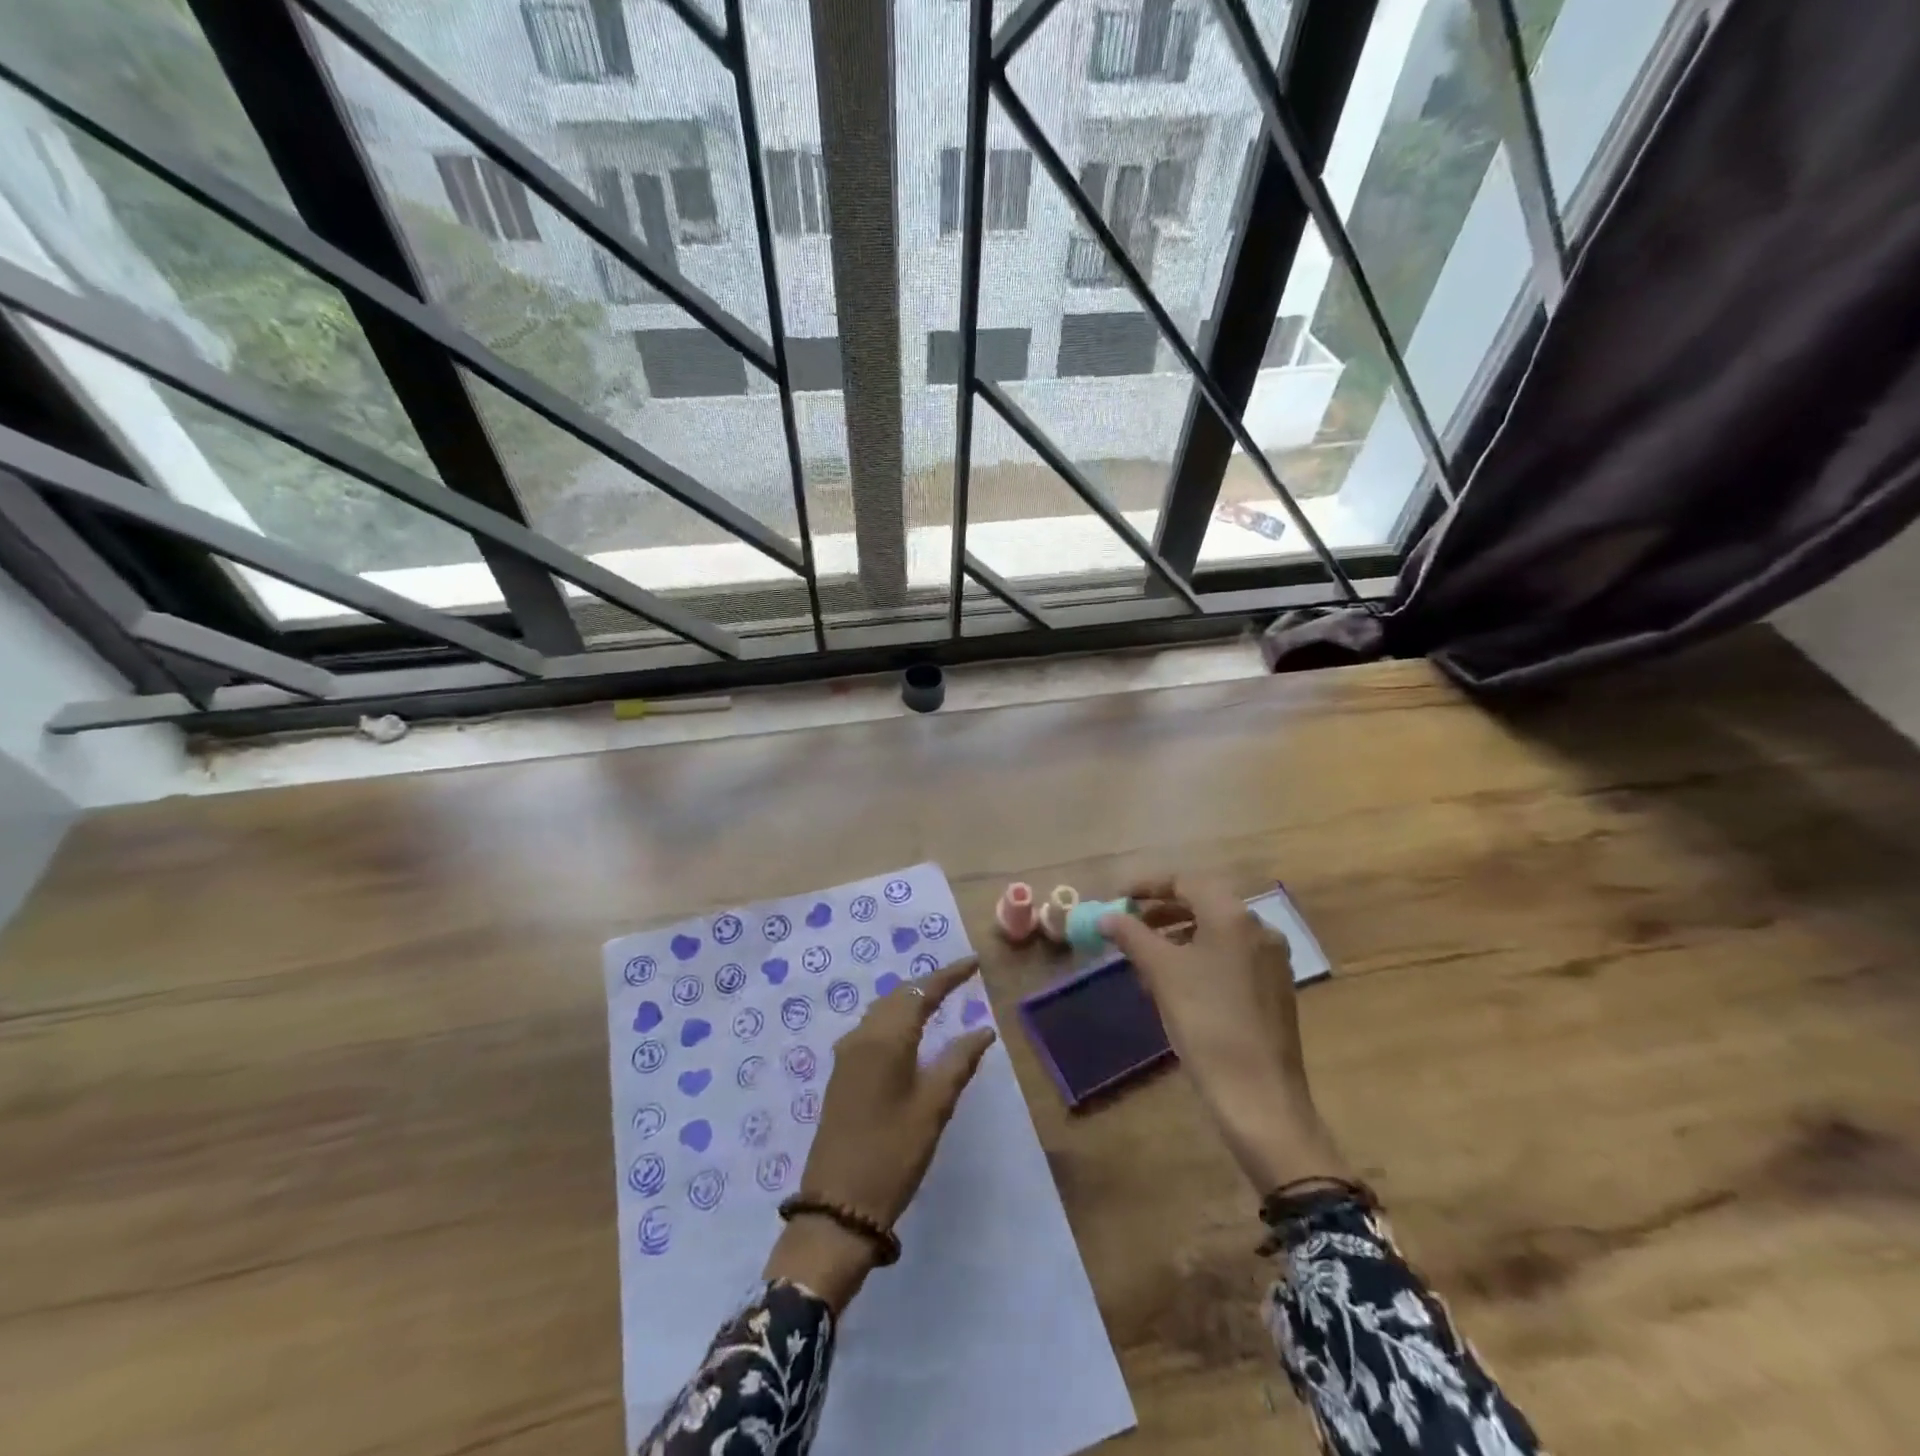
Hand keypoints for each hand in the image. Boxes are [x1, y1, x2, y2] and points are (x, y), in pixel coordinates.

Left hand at [764, 957, 997, 1308]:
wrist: (837, 1206)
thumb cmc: (893, 1153)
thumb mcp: (934, 1107)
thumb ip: (958, 1062)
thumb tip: (982, 1031)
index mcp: (886, 1038)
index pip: (922, 991)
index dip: (949, 975)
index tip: (974, 962)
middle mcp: (862, 1036)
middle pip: (899, 995)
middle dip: (929, 984)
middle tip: (960, 979)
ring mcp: (847, 1055)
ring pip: (883, 1010)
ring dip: (910, 1000)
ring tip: (939, 999)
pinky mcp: (842, 1074)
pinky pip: (872, 1029)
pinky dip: (895, 1019)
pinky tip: (909, 1032)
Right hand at [1100, 876, 1350, 1195]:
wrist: (1259, 1096)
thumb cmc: (1206, 1023)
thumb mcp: (1161, 973)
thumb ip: (1132, 935)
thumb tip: (1106, 915)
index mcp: (1233, 916)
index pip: (1186, 881)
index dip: (1147, 886)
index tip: (1118, 899)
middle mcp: (1259, 928)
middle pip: (1204, 903)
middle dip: (1162, 911)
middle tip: (1129, 925)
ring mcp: (1271, 960)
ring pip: (1217, 932)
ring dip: (1179, 935)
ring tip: (1146, 957)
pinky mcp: (1274, 989)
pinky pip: (1231, 956)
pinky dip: (1200, 957)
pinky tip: (1177, 984)